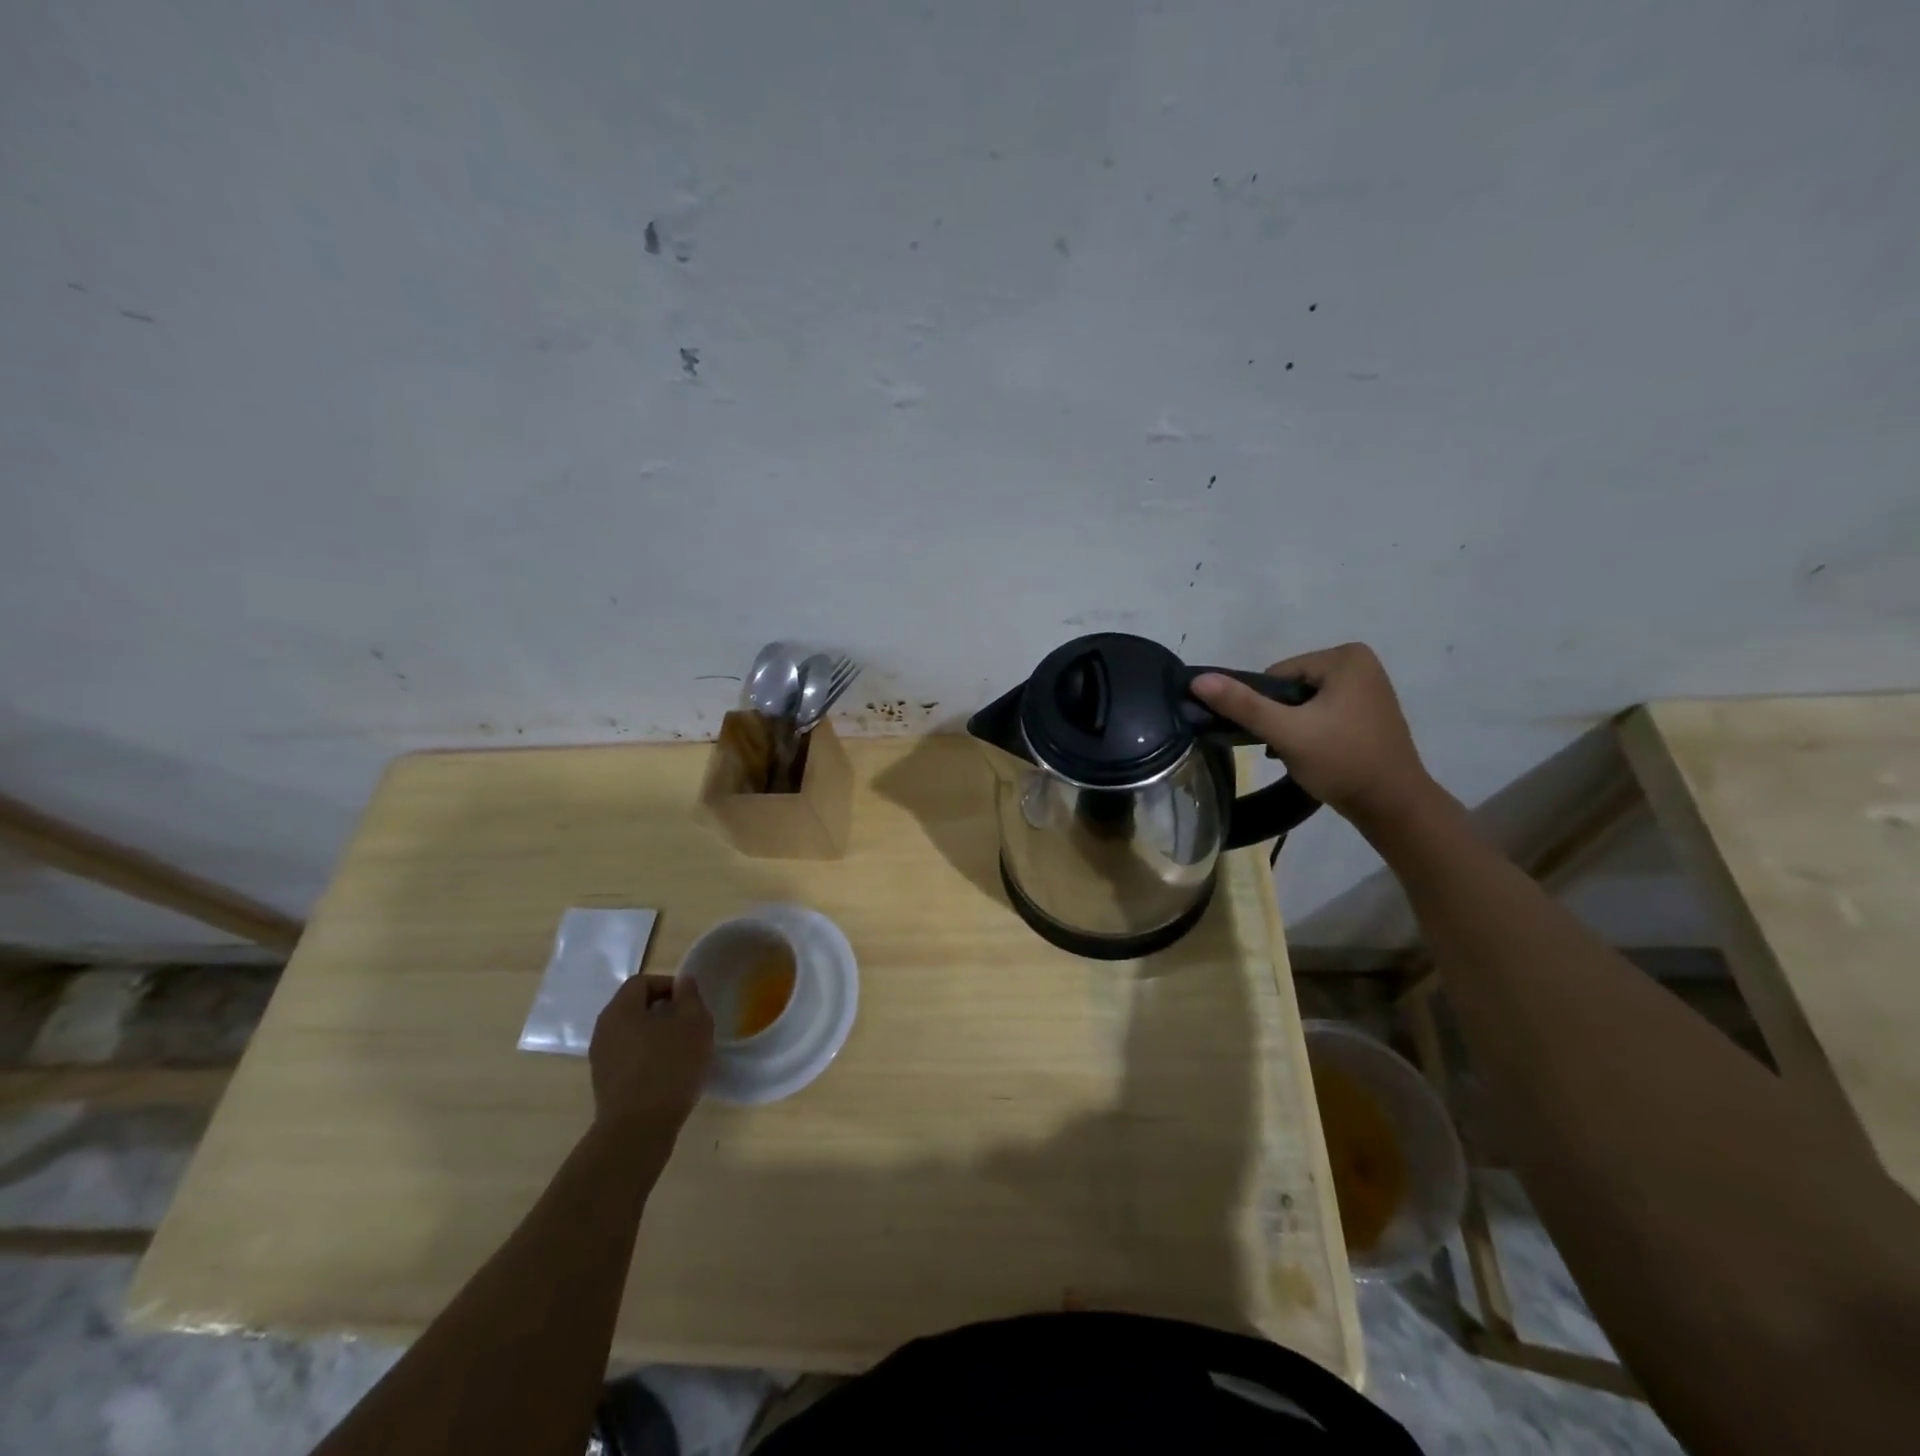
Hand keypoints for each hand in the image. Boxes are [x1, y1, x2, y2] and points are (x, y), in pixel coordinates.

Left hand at [589, 975, 713, 1134]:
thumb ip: (690, 997)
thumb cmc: (669, 1067)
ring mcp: (601, 1059)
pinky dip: (648, 1056)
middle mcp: (603, 1030)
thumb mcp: (694, 1024)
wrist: (638, 1130)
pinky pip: (629, 1057)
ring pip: (632, 1034)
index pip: (642, 982)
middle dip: (663, 1010)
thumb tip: (683, 981)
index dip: (668, 985)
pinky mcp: (605, 1084)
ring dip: (656, 1035)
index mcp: (620, 1010)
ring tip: (682, 1049)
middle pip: (634, 1007)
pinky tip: (669, 1072)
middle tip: (689, 1023)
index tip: (690, 1002)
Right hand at [1192, 642, 1440, 830]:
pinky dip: (1313, 732)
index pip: (1276, 675)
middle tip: (1291, 749)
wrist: (1394, 806)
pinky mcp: (1369, 711)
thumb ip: (1242, 705)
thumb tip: (1198, 679)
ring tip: (1305, 755)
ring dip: (1294, 728)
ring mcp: (1368, 687)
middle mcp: (1360, 663)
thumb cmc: (1342, 762)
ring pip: (1304, 703)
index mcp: (1345, 657)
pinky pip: (1323, 713)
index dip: (1268, 707)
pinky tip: (1319, 755)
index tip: (1280, 737)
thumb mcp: (1286, 732)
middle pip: (1290, 688)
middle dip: (1282, 718)